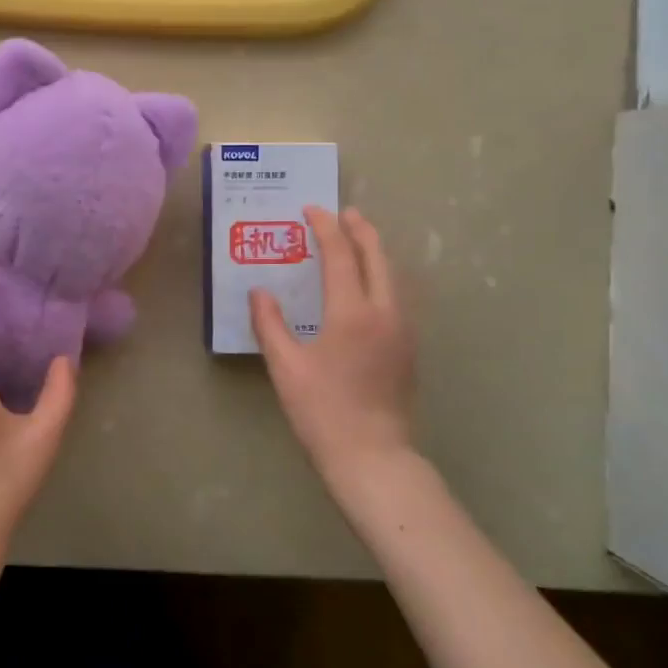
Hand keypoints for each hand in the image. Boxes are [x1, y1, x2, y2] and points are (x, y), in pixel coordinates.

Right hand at [250, 206, 415, 484]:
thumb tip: (259, 292)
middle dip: (362, 230)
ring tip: (358, 241)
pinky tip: (368, 287)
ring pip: (393, 277)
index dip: (326, 228)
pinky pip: (397, 297)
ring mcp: (403, 331)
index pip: (341, 256)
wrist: (373, 457)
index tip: (312, 210)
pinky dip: (382, 277)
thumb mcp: (285, 367)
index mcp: (352, 313)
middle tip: (345, 213)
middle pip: (378, 258)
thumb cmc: (322, 411)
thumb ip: (269, 324)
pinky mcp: (408, 350)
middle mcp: (384, 313)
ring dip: (375, 253)